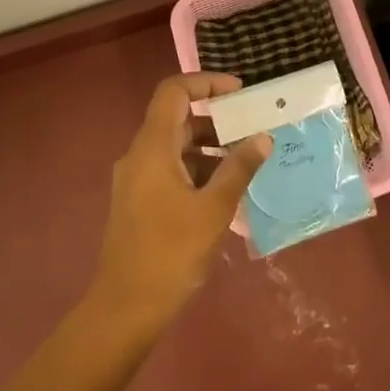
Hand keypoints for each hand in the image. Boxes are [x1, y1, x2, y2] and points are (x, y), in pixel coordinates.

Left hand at [93, 73, 270, 330]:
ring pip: (176, 148)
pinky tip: (225, 194)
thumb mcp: (214, 208)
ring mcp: (136, 180)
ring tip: (246, 165)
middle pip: (177, 120)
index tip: (240, 92)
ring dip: (210, 150)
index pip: (174, 91)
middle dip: (217, 122)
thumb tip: (263, 137)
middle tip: (253, 130)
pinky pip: (170, 171)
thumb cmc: (171, 252)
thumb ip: (239, 168)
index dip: (206, 82)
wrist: (127, 307)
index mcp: (152, 148)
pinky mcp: (138, 202)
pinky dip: (197, 171)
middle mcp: (139, 156)